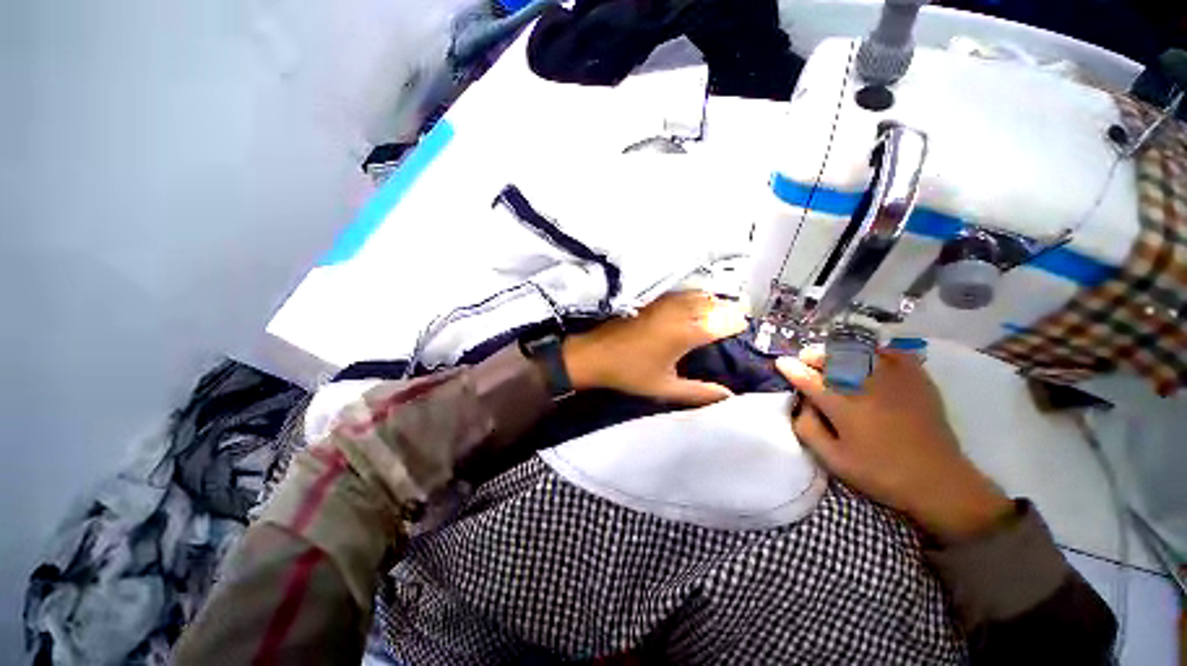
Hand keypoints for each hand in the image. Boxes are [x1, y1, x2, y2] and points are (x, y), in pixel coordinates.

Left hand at [562, 290, 747, 405]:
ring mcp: (664, 302)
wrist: (594, 354)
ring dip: (712, 302)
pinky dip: (694, 297)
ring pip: (698, 295)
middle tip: (735, 322)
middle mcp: (679, 311)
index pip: (724, 321)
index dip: (738, 323)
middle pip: (714, 303)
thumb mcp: (665, 386)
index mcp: (686, 333)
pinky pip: (681, 293)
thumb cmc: (629, 372)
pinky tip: (692, 308)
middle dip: (728, 310)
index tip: (745, 329)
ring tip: (717, 314)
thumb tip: (728, 395)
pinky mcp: (652, 299)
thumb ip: (699, 392)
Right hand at [777, 347, 1012, 542]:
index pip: (809, 380)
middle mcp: (866, 387)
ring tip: (833, 355)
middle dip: (814, 356)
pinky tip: (872, 355)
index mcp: (843, 407)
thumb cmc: (880, 473)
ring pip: (861, 353)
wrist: (939, 482)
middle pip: (833, 360)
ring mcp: (895, 381)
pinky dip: (880, 351)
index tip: (781, 362)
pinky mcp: (919, 381)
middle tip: (805, 357)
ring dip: (841, 350)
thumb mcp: (833, 460)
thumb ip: (809, 429)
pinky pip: (896, 354)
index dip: (792, 369)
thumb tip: (800, 405)